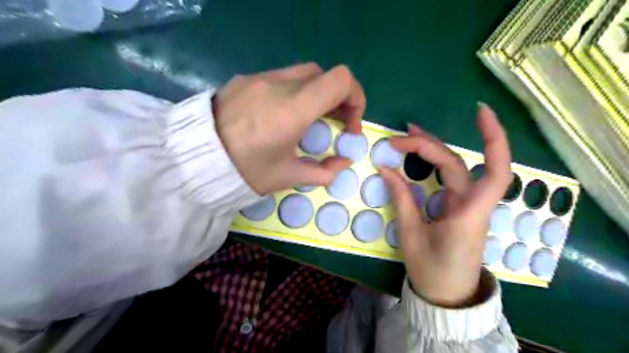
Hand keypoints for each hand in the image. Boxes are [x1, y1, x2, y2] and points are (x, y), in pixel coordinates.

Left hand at [215, 64, 366, 195]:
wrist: (194, 159)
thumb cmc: (245, 171)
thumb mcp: (288, 177)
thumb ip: (323, 171)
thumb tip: (343, 162)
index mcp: (293, 109)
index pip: (341, 80)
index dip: (356, 98)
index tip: (349, 123)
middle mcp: (279, 85)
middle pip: (324, 75)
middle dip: (337, 98)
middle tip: (333, 123)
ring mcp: (259, 78)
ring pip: (303, 73)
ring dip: (316, 93)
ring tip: (309, 119)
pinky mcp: (244, 79)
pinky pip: (280, 77)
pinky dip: (294, 91)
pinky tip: (281, 114)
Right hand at [378, 103, 509, 307]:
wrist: (447, 295)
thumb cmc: (431, 269)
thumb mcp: (412, 235)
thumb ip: (402, 198)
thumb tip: (386, 169)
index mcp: (468, 213)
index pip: (494, 170)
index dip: (494, 138)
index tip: (479, 111)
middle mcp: (473, 204)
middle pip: (457, 163)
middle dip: (429, 145)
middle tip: (398, 138)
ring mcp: (467, 204)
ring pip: (455, 168)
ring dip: (432, 148)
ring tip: (407, 136)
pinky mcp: (459, 207)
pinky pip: (449, 179)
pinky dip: (433, 164)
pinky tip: (418, 156)